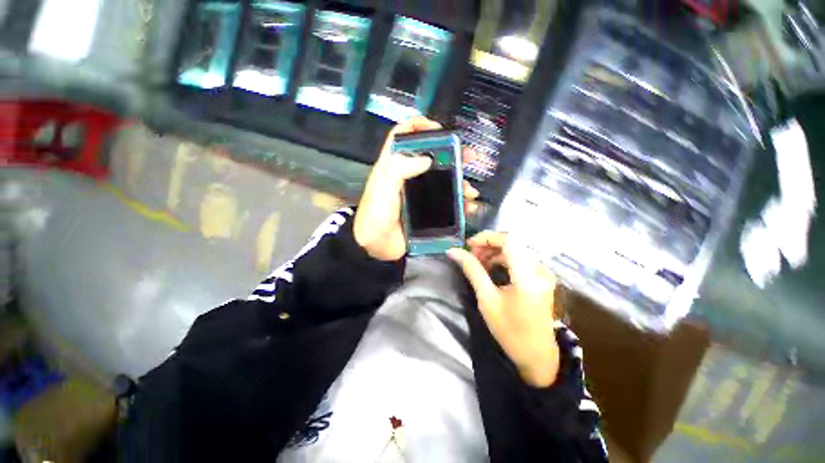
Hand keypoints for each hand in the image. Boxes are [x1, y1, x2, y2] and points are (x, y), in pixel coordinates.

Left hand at [354, 116, 479, 260]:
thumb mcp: (383, 187)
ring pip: (442, 181)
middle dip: (452, 155)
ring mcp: (418, 194)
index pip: (402, 136)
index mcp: (392, 166)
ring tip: (470, 191)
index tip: (438, 130)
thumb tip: (427, 158)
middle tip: (470, 157)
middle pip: (430, 158)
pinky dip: (458, 203)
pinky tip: (467, 207)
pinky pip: (445, 202)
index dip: (418, 126)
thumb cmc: (376, 214)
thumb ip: (400, 168)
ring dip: (459, 182)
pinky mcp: (425, 210)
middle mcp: (407, 176)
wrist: (376, 246)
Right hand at [447, 232, 559, 386]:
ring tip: (478, 262)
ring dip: (495, 251)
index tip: (468, 245)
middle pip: (512, 243)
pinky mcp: (542, 277)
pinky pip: (520, 258)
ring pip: (515, 249)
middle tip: (471, 255)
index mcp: (527, 277)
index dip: (486, 237)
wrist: (537, 355)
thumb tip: (454, 251)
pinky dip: (503, 258)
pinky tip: (492, 267)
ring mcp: (543, 273)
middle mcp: (540, 270)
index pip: (508, 241)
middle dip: (488, 245)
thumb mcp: (487, 299)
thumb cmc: (509, 331)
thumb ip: (472, 271)